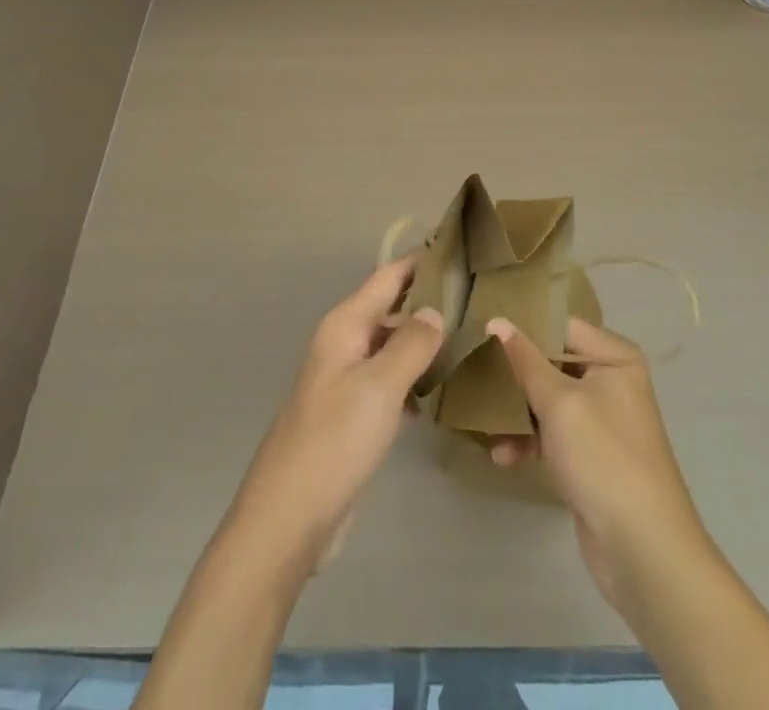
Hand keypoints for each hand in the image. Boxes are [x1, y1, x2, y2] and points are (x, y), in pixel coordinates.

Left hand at [227, 257, 443, 576]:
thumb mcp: (379, 387)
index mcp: (345, 326)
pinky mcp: (352, 415)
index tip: (459, 249)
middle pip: (391, 310)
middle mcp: (344, 344)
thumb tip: (435, 310)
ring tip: (470, 342)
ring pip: (392, 347)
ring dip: (424, 344)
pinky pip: (389, 382)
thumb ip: (411, 344)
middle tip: (478, 302)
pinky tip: (442, 394)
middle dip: (429, 303)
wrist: (289, 518)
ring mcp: (346, 380)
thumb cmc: (334, 441)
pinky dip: (413, 381)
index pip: (388, 277)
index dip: (420, 261)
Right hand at [485, 315, 709, 618]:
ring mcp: (601, 419)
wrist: (644, 550)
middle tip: (473, 371)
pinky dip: (529, 441)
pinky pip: (552, 434)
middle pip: (551, 363)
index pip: (560, 326)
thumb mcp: (558, 402)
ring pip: (547, 400)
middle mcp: (611, 380)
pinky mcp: (590, 455)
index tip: (482, 327)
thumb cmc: (603, 457)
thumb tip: (496, 321)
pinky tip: (503, 456)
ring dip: (516, 412)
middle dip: (514, 374)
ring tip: (483, 422)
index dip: (523, 326)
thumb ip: (524, 360)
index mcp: (614, 357)